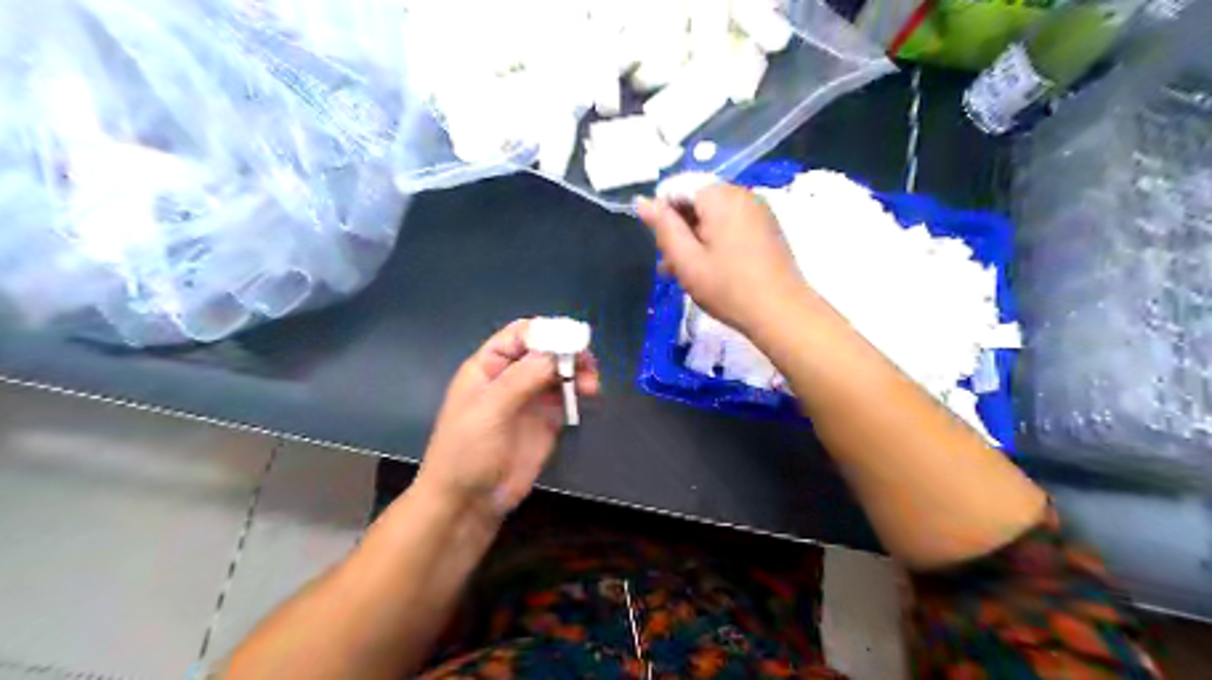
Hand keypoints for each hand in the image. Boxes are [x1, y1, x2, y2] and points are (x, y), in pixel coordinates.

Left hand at [417, 323, 599, 518]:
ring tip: (591, 386)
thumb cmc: (466, 451)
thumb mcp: (489, 409)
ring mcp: (530, 399)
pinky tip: (588, 396)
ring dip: (578, 371)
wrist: (467, 502)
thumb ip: (522, 378)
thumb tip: (558, 352)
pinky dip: (580, 391)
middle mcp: (511, 376)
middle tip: (587, 365)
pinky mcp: (546, 420)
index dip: (547, 332)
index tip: (572, 341)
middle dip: (568, 352)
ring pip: (560, 372)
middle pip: (546, 350)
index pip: (521, 334)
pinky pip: (566, 396)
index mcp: (489, 365)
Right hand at [638, 182, 808, 333]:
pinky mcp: (766, 228)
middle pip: (697, 200)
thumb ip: (663, 227)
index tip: (660, 246)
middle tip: (669, 265)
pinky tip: (709, 269)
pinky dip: (715, 241)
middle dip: (679, 228)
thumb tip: (643, 202)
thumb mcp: (686, 260)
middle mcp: (742, 194)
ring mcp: (758, 210)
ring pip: (713, 215)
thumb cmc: (728, 288)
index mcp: (720, 196)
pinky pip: (731, 224)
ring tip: (685, 273)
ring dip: (695, 238)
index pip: (679, 187)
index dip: (662, 213)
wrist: (781, 312)